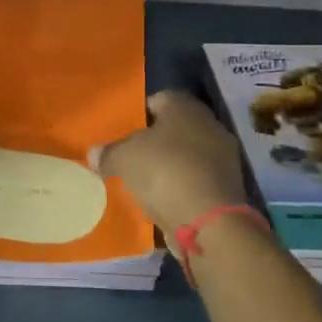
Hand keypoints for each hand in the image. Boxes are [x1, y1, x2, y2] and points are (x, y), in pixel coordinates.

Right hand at [90, 91, 250, 237]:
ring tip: (142, 181)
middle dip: (153, 141)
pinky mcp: (226, 188)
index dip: (139, 113)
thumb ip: (108, 153)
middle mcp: (209, 126)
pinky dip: (180, 187)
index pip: (160, 99)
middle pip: (175, 128)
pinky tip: (161, 200)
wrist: (209, 222)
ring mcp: (222, 158)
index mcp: (186, 108)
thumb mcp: (123, 158)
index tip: (122, 130)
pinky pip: (195, 180)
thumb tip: (94, 153)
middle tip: (128, 155)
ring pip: (186, 155)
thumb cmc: (164, 172)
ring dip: (167, 166)